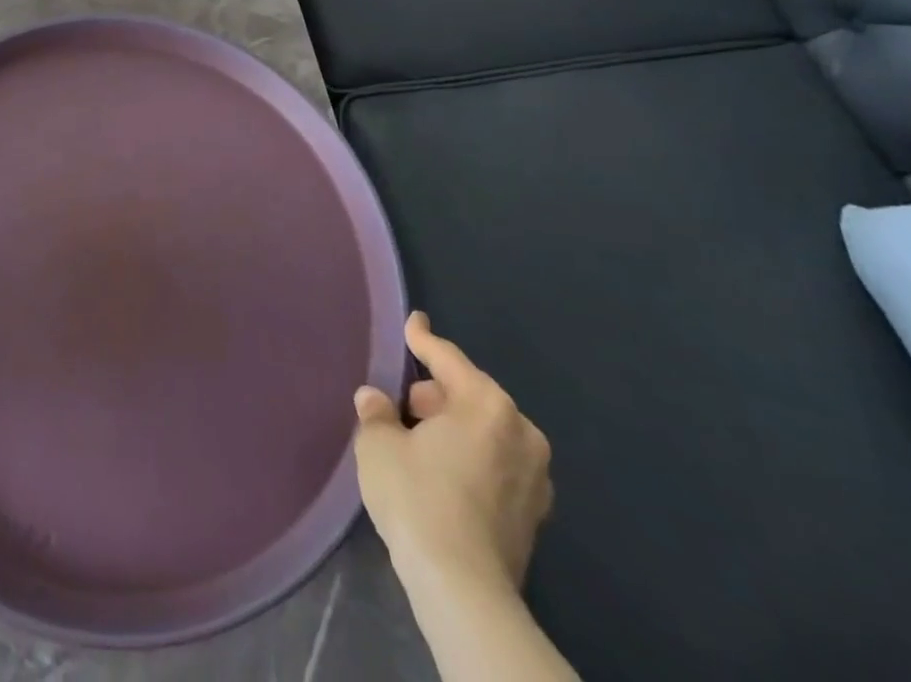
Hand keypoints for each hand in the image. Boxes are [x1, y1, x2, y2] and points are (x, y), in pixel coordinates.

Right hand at [352, 311, 553, 596]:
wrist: (462, 589)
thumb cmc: (418, 497)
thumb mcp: (379, 444)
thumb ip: (377, 412)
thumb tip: (375, 400)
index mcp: (487, 405)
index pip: (447, 359)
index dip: (423, 339)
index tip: (413, 321)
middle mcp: (521, 432)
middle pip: (471, 395)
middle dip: (436, 394)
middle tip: (403, 404)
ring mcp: (535, 477)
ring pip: (486, 431)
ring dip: (454, 428)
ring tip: (418, 441)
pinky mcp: (534, 514)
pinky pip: (496, 464)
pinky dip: (471, 457)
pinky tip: (442, 473)